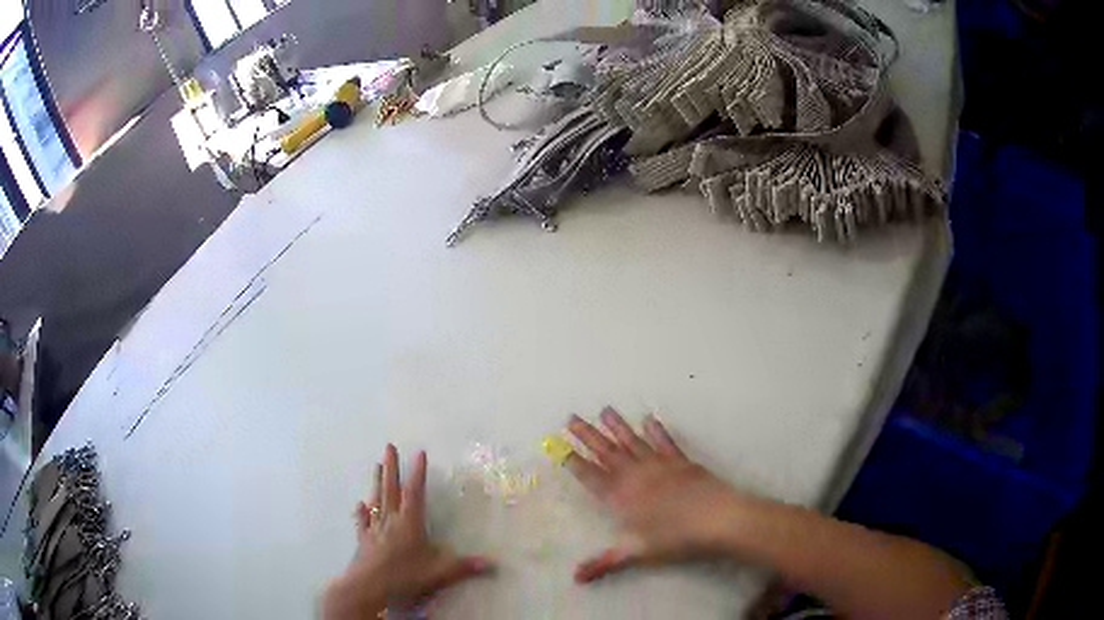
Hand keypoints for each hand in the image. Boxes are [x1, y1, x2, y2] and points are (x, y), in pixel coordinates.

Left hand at [323, 445, 492, 618]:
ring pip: (376, 500)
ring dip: (377, 482)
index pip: (414, 493)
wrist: (368, 586)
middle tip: (389, 446)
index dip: (418, 473)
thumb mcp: (439, 573)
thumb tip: (495, 564)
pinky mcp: (363, 539)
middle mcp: (390, 520)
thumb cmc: (404, 575)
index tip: (420, 452)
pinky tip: (359, 503)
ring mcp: (374, 528)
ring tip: (377, 465)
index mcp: (409, 523)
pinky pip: (362, 521)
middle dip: (392, 467)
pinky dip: (361, 511)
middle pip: (391, 489)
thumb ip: (465, 567)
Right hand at [565, 407, 742, 582]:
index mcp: (621, 497)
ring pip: (632, 442)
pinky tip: (649, 419)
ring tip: (604, 410)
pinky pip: (664, 442)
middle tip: (571, 418)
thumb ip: (605, 563)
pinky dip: (656, 430)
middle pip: (606, 453)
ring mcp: (659, 465)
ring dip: (617, 427)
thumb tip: (575, 578)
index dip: (574, 462)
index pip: (590, 477)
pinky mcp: (681, 461)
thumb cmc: (674, 538)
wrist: (717, 519)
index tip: (559, 446)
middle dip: (587, 436)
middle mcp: (635, 476)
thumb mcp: (637, 554)